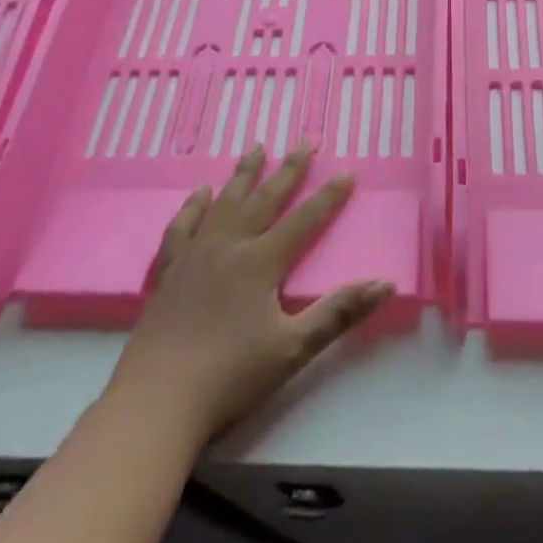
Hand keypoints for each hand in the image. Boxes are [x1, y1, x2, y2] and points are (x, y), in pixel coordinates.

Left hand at [106, 145, 393, 449]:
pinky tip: (199, 194)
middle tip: (304, 141)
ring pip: (223, 204)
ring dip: (242, 174)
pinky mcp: (167, 273)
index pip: (303, 221)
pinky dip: (193, 207)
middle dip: (288, 170)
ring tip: (255, 147)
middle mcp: (228, 247)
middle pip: (264, 200)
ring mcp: (193, 256)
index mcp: (260, 263)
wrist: (157, 401)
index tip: (346, 172)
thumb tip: (385, 283)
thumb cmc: (230, 377)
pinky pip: (181, 228)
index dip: (327, 197)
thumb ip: (339, 313)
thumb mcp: (294, 348)